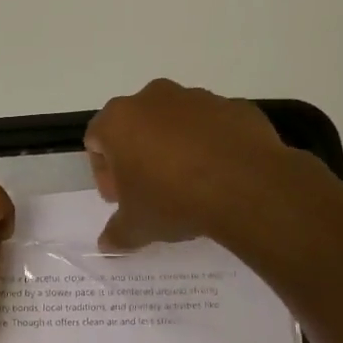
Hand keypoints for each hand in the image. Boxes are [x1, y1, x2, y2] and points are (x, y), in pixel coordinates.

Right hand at [85, 79, 295, 250]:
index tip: (121, 198)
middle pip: (134, 126)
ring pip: (174, 123)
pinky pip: (211, 127)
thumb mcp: (137, 227)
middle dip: (138, 156)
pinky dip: (209, 146)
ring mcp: (197, 97)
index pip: (96, 141)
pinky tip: (219, 176)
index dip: (104, 173)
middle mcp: (154, 98)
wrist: (246, 187)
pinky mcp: (233, 106)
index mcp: (119, 120)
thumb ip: (116, 233)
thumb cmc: (173, 200)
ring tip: (188, 185)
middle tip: (150, 191)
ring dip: (173, 149)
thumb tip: (107, 244)